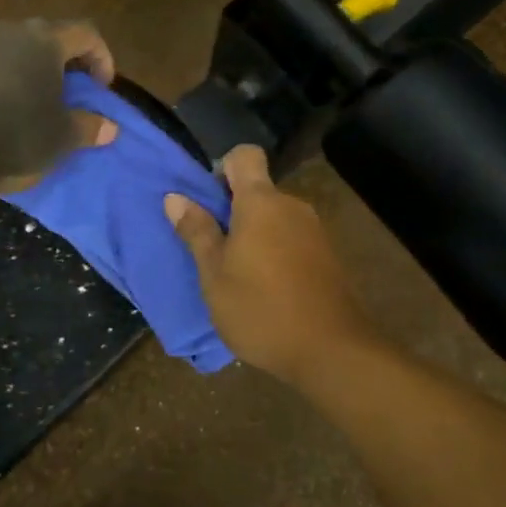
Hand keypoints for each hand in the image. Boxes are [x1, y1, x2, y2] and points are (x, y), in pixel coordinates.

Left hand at [0, 19, 118, 197]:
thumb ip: (90, 126)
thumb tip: (109, 127)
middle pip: (52, 36)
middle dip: (70, 62)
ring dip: (39, 71)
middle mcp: (12, 32)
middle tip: (78, 93)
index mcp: (44, 39)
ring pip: (22, 50)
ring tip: (45, 103)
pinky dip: (14, 81)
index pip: (86, 33)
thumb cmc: (16, 136)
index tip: (102, 91)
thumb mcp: (63, 137)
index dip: (103, 58)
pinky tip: (13, 111)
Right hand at [164, 145, 380, 381]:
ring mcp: (314, 231)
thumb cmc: (260, 309)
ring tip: (237, 274)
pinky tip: (265, 288)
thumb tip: (175, 197)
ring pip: (274, 216)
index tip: (209, 201)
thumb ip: (197, 232)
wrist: (330, 351)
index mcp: (261, 202)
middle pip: (258, 189)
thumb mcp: (214, 275)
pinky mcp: (326, 256)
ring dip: (254, 234)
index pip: (245, 155)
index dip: (223, 168)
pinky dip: (275, 251)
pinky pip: (291, 238)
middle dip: (233, 209)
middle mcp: (291, 206)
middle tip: (213, 248)